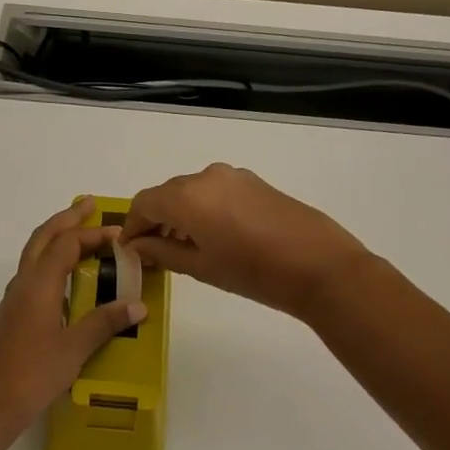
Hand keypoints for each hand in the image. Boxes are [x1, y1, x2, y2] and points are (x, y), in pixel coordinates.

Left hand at [0, 198, 146, 446]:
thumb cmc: (33, 375)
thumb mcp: (74, 349)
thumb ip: (104, 323)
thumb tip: (137, 305)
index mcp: (38, 286)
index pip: (66, 245)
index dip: (92, 234)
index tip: (118, 233)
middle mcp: (21, 286)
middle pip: (41, 240)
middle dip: (65, 220)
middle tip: (87, 205)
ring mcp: (11, 302)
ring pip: (32, 258)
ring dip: (54, 241)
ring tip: (78, 238)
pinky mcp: (8, 319)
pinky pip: (30, 278)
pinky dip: (48, 266)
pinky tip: (62, 284)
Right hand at [121, 163, 371, 318]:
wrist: (320, 267)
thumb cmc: (254, 273)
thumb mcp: (201, 268)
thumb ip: (163, 252)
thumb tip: (138, 246)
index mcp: (187, 197)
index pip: (144, 203)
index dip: (132, 226)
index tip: (129, 249)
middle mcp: (206, 177)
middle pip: (167, 194)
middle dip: (155, 220)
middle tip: (153, 252)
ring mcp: (233, 176)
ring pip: (192, 191)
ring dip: (179, 215)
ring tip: (182, 248)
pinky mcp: (255, 182)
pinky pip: (215, 191)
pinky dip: (202, 209)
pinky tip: (212, 237)